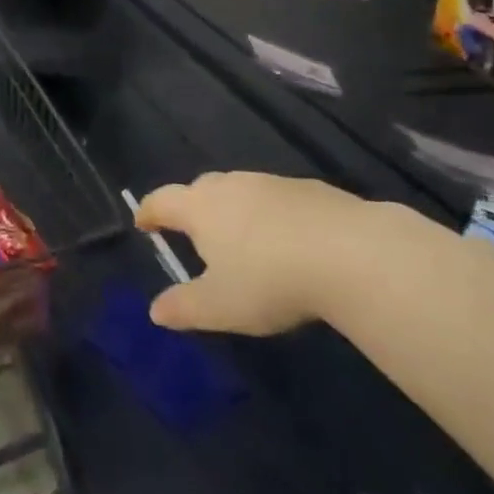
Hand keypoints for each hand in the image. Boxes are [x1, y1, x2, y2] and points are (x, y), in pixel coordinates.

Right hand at [134, 172, 373, 335]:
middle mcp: (229, 186)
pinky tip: (286, 239)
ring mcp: (270, 183)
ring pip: (239, 190)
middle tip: (192, 232)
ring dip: (232, 209)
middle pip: (199, 188)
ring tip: (240, 238)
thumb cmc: (270, 280)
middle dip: (190, 207)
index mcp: (200, 208)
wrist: (350, 253)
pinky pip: (275, 198)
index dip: (148, 211)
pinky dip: (269, 214)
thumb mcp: (221, 306)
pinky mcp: (308, 189)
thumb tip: (154, 311)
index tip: (142, 223)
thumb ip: (184, 307)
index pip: (162, 201)